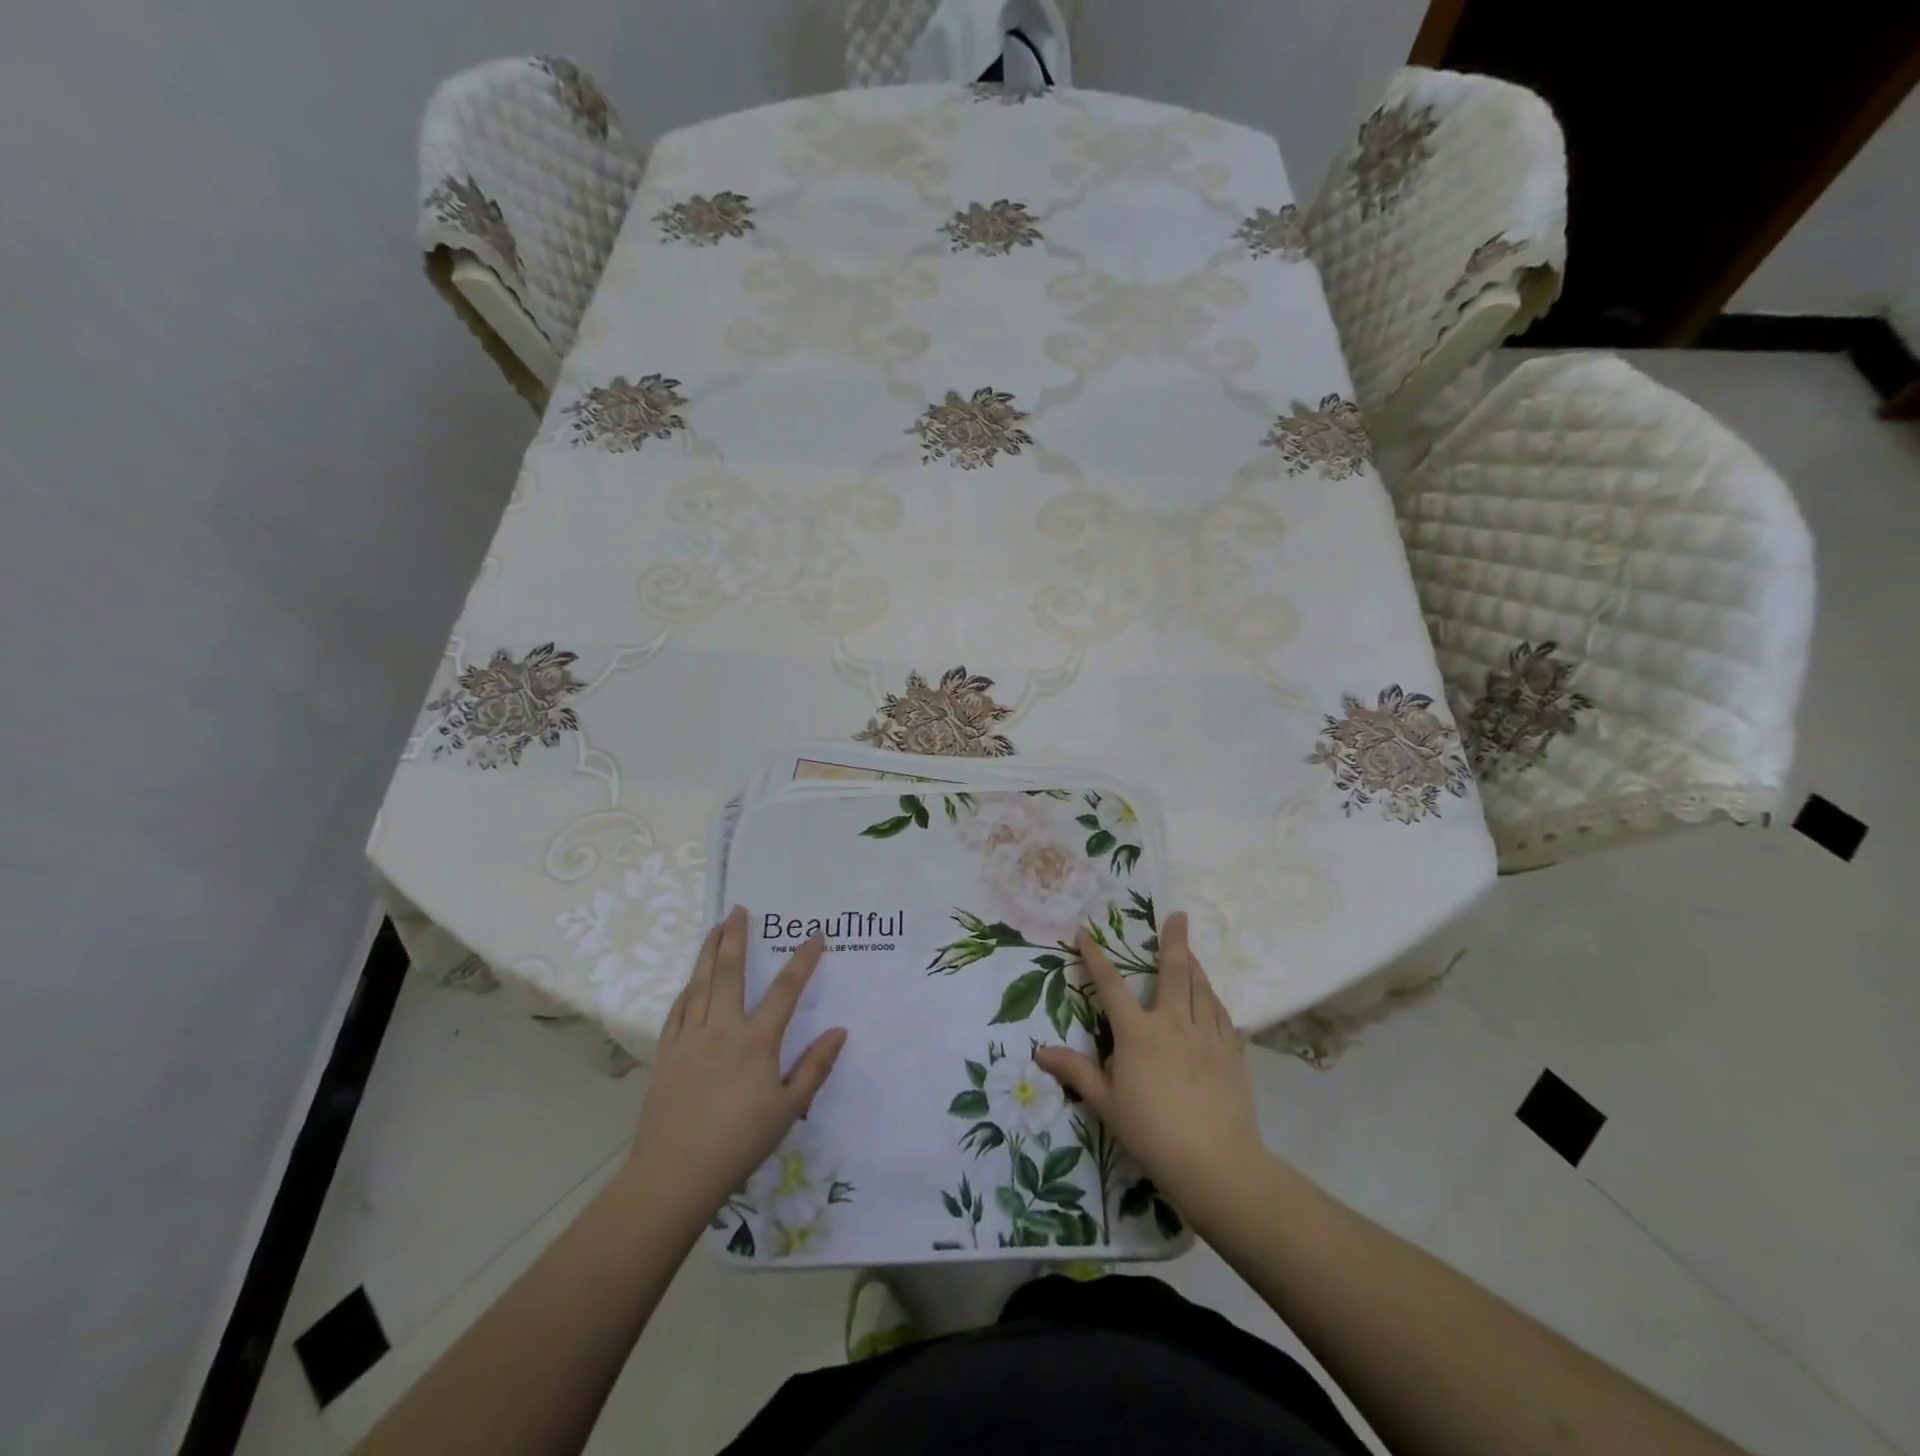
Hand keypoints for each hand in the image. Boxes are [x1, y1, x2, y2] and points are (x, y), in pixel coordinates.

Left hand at [626, 906, 846, 1231]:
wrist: (675, 1174)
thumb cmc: (740, 1143)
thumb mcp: (788, 1109)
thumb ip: (815, 1067)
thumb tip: (840, 1030)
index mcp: (756, 1042)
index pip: (786, 990)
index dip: (803, 960)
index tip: (815, 937)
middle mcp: (722, 1029)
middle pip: (729, 972)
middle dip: (736, 938)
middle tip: (738, 910)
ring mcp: (690, 1039)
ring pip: (699, 984)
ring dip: (707, 952)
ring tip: (714, 928)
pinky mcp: (667, 1054)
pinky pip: (677, 1012)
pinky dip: (687, 990)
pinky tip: (690, 982)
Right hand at [1034, 912, 1264, 1220]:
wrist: (1217, 1163)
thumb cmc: (1153, 1133)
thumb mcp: (1107, 1105)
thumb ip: (1077, 1073)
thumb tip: (1040, 1051)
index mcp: (1138, 1032)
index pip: (1110, 985)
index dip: (1095, 957)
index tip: (1085, 933)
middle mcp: (1173, 1023)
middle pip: (1174, 972)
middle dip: (1174, 941)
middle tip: (1179, 915)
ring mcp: (1207, 1036)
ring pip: (1202, 989)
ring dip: (1195, 966)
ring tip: (1192, 951)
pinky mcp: (1231, 1053)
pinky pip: (1223, 1016)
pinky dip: (1215, 1001)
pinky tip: (1214, 1000)